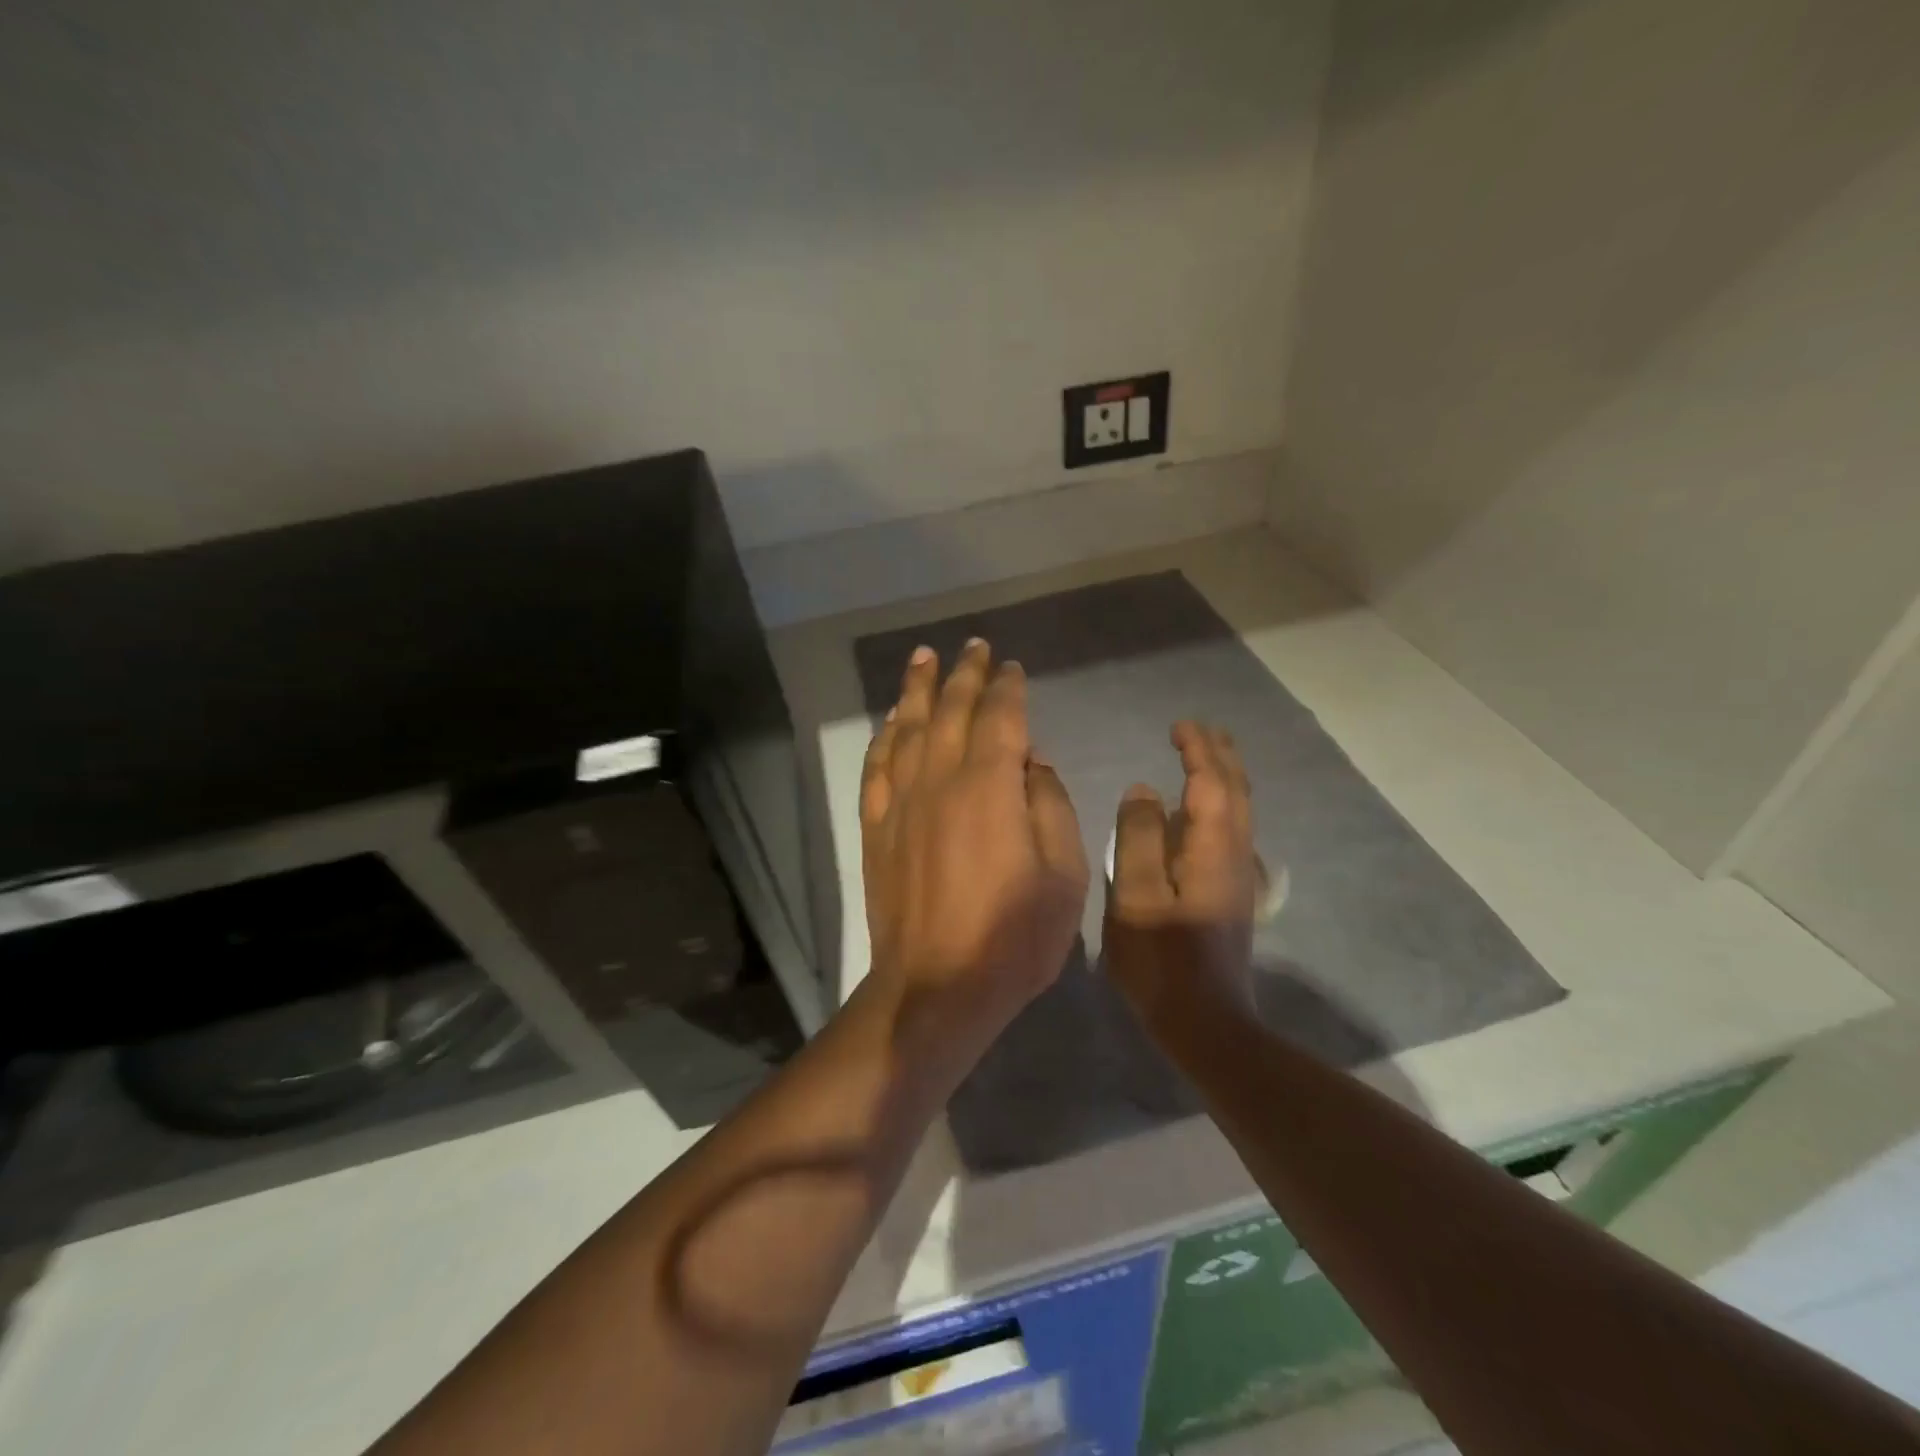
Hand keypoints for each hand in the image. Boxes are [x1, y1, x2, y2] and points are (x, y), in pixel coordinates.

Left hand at [860, 639, 1088, 1033]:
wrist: (937, 988)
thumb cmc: (1014, 936)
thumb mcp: (1064, 873)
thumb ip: (1049, 805)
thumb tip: (1031, 761)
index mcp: (990, 785)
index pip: (999, 716)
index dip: (1007, 687)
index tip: (1011, 667)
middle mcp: (940, 779)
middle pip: (950, 710)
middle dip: (964, 674)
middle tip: (971, 646)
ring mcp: (901, 802)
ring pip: (908, 728)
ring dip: (917, 690)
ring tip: (923, 659)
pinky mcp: (877, 828)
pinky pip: (878, 767)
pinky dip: (885, 737)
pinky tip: (891, 722)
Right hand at [1104, 721, 1258, 1033]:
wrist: (1205, 1023)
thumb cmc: (1162, 960)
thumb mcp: (1137, 897)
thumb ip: (1138, 838)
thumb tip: (1143, 790)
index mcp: (1212, 849)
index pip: (1210, 783)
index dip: (1197, 750)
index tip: (1178, 726)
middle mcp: (1234, 855)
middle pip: (1235, 791)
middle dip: (1219, 755)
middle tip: (1198, 730)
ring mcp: (1237, 876)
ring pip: (1238, 811)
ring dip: (1223, 777)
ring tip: (1203, 757)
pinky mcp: (1231, 894)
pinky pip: (1230, 831)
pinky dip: (1219, 805)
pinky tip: (1199, 814)